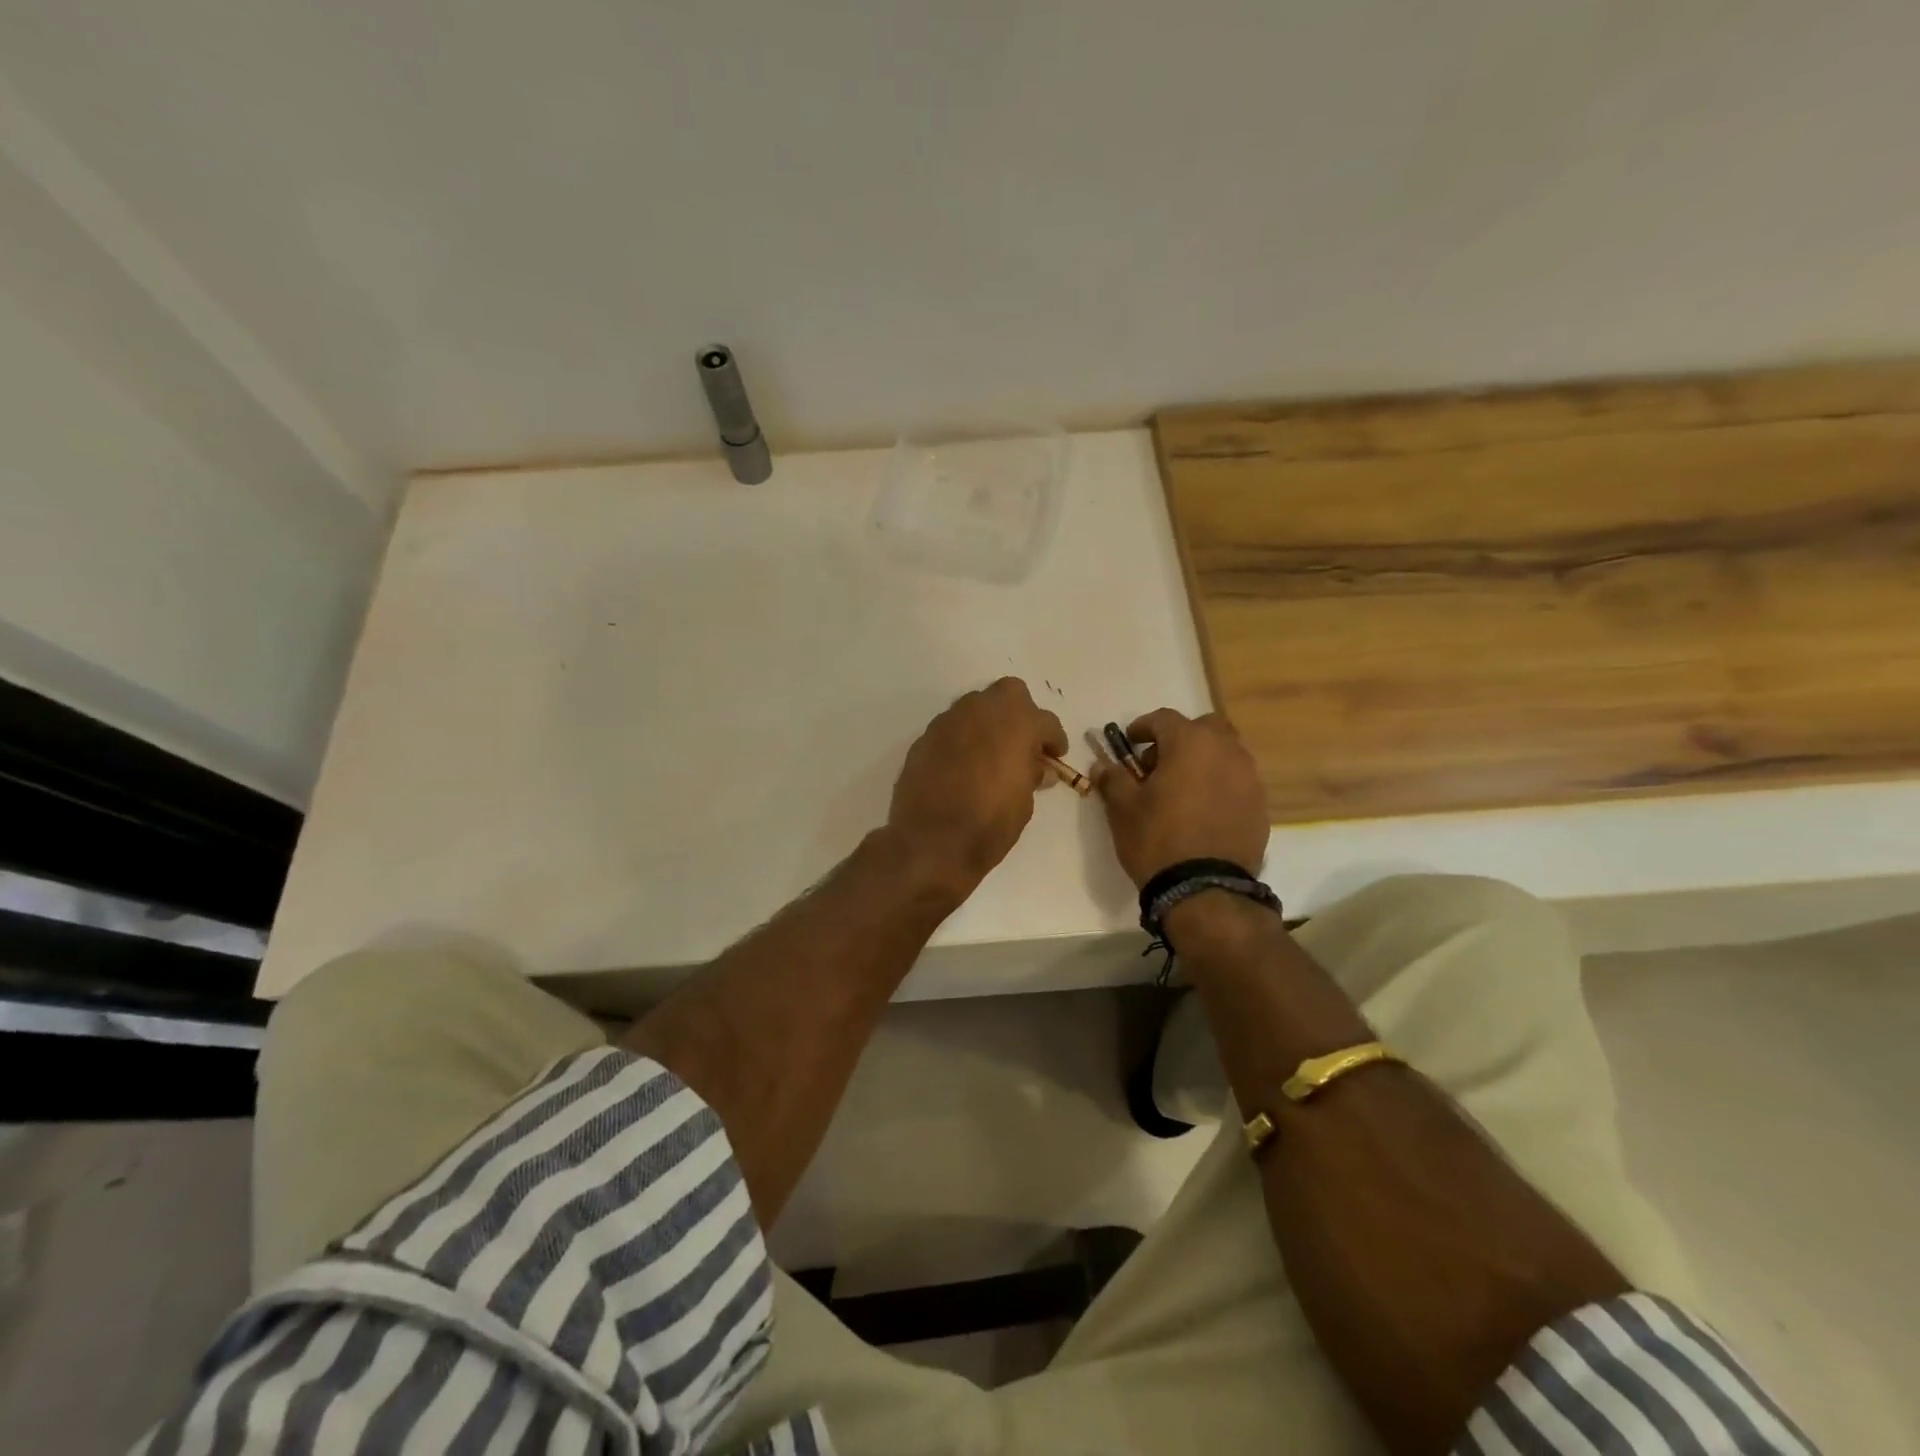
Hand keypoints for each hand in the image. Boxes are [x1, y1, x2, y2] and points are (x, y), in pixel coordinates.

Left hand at [888, 678, 1068, 902]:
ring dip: (988, 723)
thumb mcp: (1024, 803)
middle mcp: (982, 711)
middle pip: (1010, 694)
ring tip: (992, 754)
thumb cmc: (989, 823)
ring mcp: (949, 721)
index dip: (1054, 739)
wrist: (931, 841)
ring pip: (976, 706)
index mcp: (1017, 723)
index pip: (1046, 721)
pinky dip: (962, 739)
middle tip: (1023, 743)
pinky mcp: (925, 737)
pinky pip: (952, 727)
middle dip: (1020, 713)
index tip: (1055, 755)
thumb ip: (1032, 776)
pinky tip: (963, 765)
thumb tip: (1038, 768)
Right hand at [1095, 708, 1267, 886]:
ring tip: (1182, 789)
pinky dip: (1219, 785)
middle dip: (1180, 738)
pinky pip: (1237, 781)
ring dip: (1203, 761)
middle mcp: (1226, 751)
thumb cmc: (1157, 838)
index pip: (1164, 719)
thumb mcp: (1122, 807)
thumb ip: (1113, 778)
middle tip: (1159, 763)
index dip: (1142, 727)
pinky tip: (1202, 810)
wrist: (1204, 889)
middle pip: (1204, 728)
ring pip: (1225, 753)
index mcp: (1190, 742)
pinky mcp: (1260, 806)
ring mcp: (1249, 778)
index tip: (1129, 743)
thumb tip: (1104, 764)